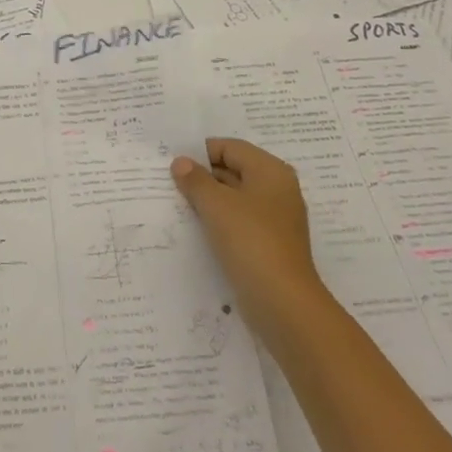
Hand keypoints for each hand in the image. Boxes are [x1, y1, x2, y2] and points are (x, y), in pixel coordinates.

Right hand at [172, 139, 324, 346]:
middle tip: (168, 184)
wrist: (283, 304)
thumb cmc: (251, 242)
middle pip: (232, 170)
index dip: (200, 153)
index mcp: (270, 171)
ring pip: (233, 199)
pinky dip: (218, 222)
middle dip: (202, 177)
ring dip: (208, 201)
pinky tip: (196, 229)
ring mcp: (274, 219)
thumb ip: (195, 179)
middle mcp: (276, 190)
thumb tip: (181, 163)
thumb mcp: (216, 205)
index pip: (229, 148)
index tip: (172, 165)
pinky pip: (238, 222)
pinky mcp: (267, 244)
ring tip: (176, 205)